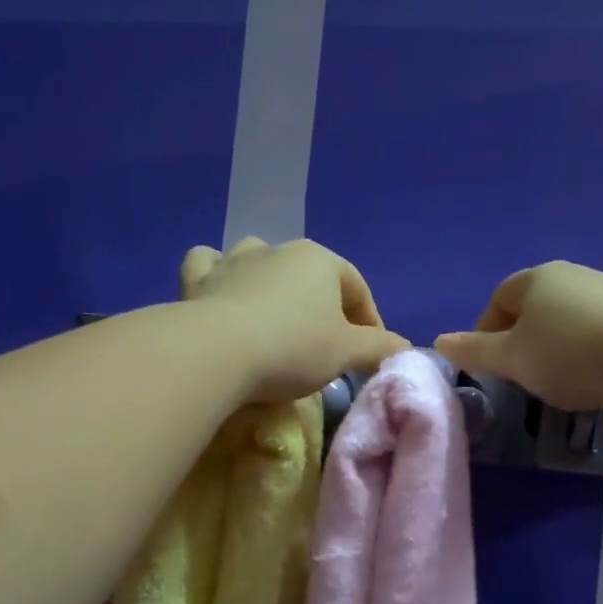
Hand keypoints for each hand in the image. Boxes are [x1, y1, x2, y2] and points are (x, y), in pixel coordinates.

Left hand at [180, 238, 410, 403]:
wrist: (216, 353)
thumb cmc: (292, 348)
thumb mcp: (346, 353)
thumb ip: (379, 347)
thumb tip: (404, 347)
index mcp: (320, 260)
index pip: (357, 289)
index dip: (370, 323)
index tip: (370, 354)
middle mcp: (277, 249)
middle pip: (311, 279)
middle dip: (323, 309)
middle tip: (326, 348)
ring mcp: (233, 260)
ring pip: (260, 263)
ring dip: (272, 285)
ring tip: (276, 320)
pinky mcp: (198, 279)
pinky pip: (210, 265)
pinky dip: (218, 276)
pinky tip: (222, 292)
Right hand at [435, 261, 602, 411]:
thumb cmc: (567, 354)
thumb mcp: (512, 359)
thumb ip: (474, 351)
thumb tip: (439, 341)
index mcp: (537, 278)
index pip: (499, 298)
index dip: (487, 330)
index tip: (490, 364)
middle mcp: (574, 275)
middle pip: (535, 306)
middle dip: (523, 338)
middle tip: (522, 373)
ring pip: (569, 317)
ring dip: (557, 344)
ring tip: (560, 378)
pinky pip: (600, 329)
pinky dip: (589, 349)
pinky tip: (595, 375)